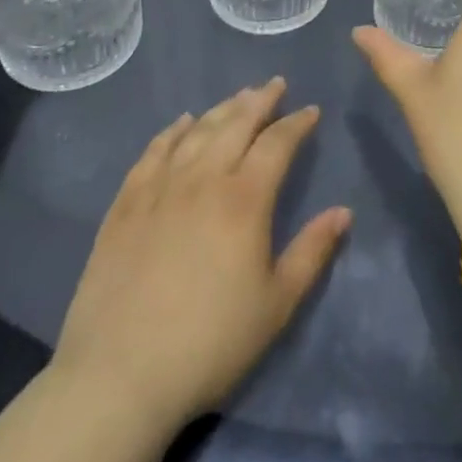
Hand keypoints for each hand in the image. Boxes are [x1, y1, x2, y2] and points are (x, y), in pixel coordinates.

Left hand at [53, 77, 350, 429]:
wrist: (118, 377)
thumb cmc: (209, 344)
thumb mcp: (276, 305)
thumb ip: (312, 252)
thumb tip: (344, 211)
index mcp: (245, 199)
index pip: (277, 143)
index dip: (297, 123)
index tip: (310, 111)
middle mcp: (204, 179)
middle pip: (236, 123)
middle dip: (260, 100)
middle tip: (275, 84)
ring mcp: (160, 188)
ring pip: (197, 131)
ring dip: (222, 108)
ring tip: (238, 96)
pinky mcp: (125, 205)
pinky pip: (153, 152)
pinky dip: (172, 131)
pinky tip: (181, 123)